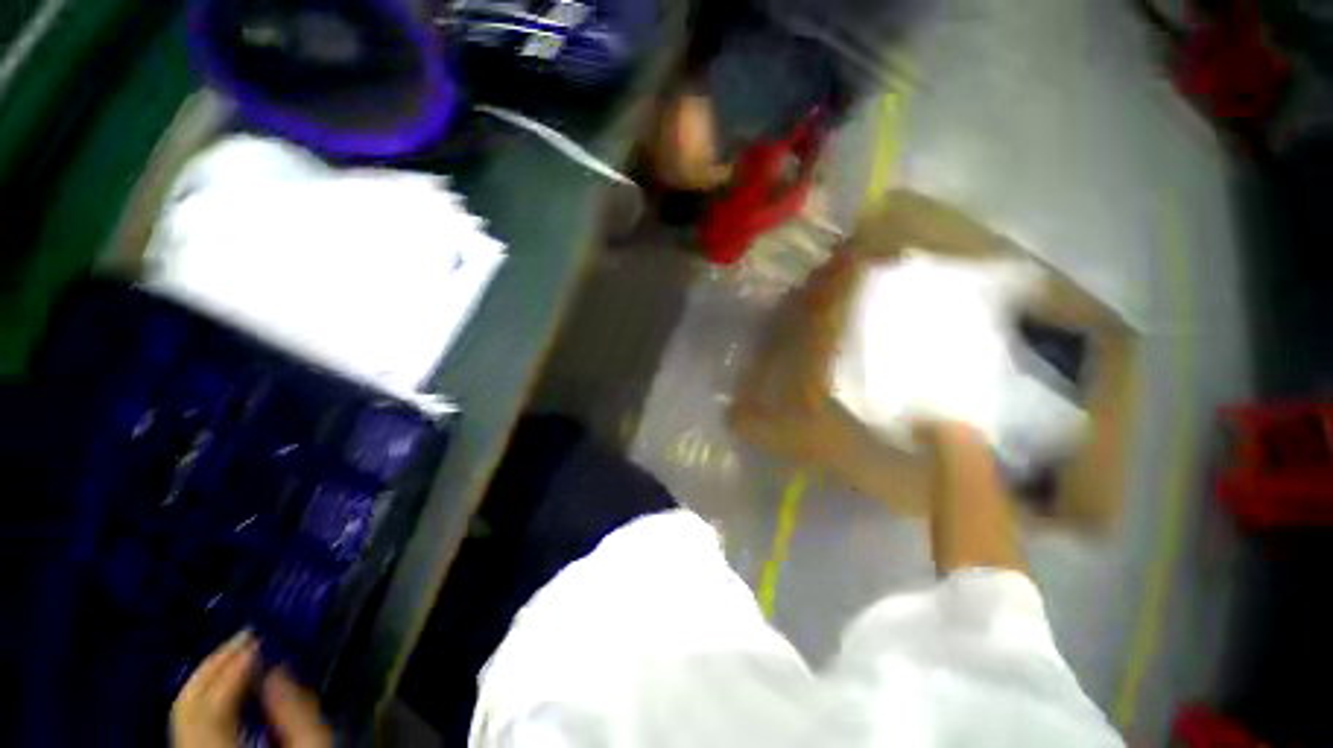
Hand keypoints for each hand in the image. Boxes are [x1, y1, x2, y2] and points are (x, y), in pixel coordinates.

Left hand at [171, 630, 332, 747]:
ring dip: (206, 678)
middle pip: (185, 709)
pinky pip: (188, 723)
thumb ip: (297, 712)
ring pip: (181, 714)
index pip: (211, 709)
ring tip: (237, 654)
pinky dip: (205, 696)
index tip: (258, 640)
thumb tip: (276, 668)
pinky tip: (227, 683)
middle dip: (212, 667)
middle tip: (244, 638)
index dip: (231, 671)